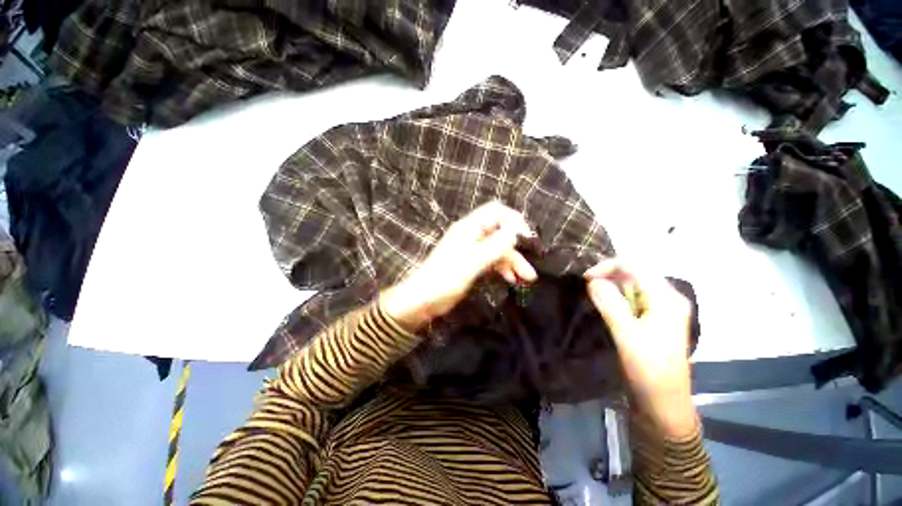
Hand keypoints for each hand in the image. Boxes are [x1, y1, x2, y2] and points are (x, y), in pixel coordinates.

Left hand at [383, 201, 537, 330]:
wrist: (423, 299)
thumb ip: (495, 246)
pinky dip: (503, 268)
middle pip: (500, 233)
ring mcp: (472, 250)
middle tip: (530, 268)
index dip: (513, 220)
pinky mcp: (472, 263)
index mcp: (469, 228)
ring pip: (498, 249)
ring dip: (513, 262)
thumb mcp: (473, 262)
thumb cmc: (445, 278)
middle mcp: (472, 235)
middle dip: (516, 249)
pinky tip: (511, 279)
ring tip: (527, 279)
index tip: (526, 237)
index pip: (496, 211)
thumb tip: (516, 230)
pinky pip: (492, 260)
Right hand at [585, 260, 697, 438]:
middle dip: (609, 275)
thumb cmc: (648, 369)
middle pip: (635, 273)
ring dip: (611, 287)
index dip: (607, 267)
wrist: (663, 403)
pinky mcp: (655, 318)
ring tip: (594, 297)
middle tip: (587, 288)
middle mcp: (667, 297)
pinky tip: (606, 307)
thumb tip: (592, 280)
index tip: (585, 279)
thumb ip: (609, 304)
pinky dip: (617, 298)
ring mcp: (662, 308)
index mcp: (666, 298)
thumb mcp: (626, 335)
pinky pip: (633, 298)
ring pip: (632, 285)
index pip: (635, 266)